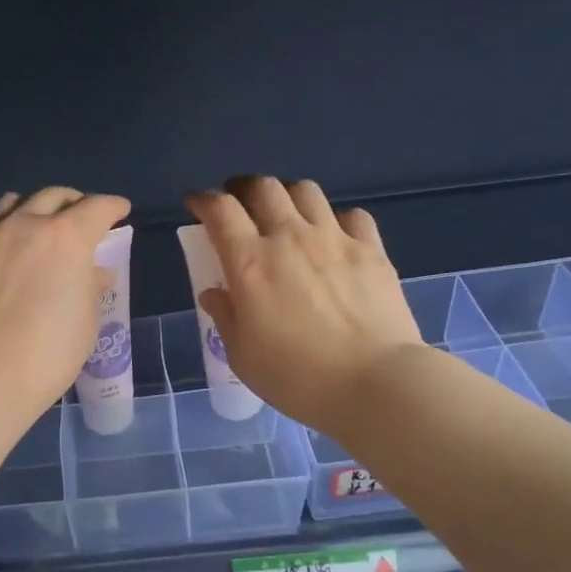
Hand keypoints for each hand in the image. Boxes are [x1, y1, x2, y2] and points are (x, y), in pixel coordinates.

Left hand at [0, 187, 132, 415]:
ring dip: (32, 209)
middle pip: (53, 196)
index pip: (96, 208)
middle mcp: (24, 226)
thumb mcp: (84, 324)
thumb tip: (93, 272)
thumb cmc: (45, 355)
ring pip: (12, 204)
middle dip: (73, 202)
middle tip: (80, 218)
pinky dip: (3, 237)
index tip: (119, 209)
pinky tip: (4, 262)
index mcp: (66, 239)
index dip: (112, 207)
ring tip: (37, 227)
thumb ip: (90, 289)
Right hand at [185, 177, 421, 432]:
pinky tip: (335, 237)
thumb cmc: (297, 377)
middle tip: (239, 204)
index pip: (220, 210)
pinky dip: (336, 219)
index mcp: (250, 262)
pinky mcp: (371, 250)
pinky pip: (352, 215)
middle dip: (243, 188)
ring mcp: (334, 239)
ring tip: (285, 214)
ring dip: (288, 196)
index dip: (202, 199)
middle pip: (263, 187)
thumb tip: (214, 293)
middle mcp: (289, 237)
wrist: (375, 384)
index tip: (195, 203)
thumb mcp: (243, 356)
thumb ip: (226, 317)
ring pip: (306, 191)